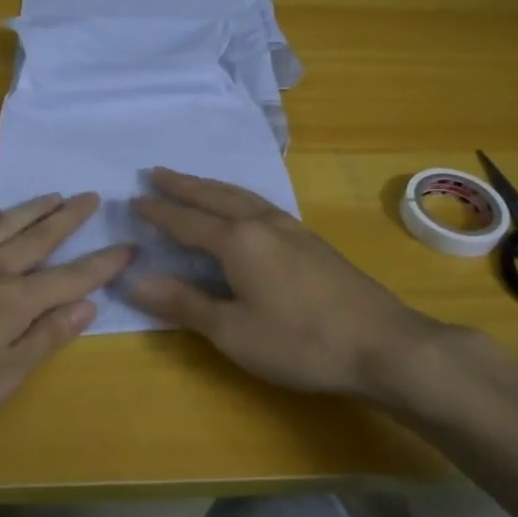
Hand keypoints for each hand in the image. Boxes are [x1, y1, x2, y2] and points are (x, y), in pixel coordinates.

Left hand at [0, 193, 131, 430]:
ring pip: (1, 228)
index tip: (127, 246)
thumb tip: (86, 306)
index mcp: (16, 302)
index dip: (102, 264)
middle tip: (90, 197)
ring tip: (51, 195)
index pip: (70, 278)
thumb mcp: (3, 376)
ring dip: (29, 210)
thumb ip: (45, 338)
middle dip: (68, 219)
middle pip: (38, 239)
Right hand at [127, 168, 450, 398]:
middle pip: (215, 196)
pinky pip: (262, 206)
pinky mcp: (312, 242)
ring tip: (194, 183)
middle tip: (156, 172)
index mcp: (238, 241)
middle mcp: (263, 223)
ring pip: (243, 197)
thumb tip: (135, 279)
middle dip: (183, 185)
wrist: (383, 344)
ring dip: (212, 187)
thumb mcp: (232, 331)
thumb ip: (184, 303)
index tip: (134, 199)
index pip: (186, 222)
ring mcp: (292, 229)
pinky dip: (238, 198)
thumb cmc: (300, 342)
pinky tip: (244, 210)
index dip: (159, 212)